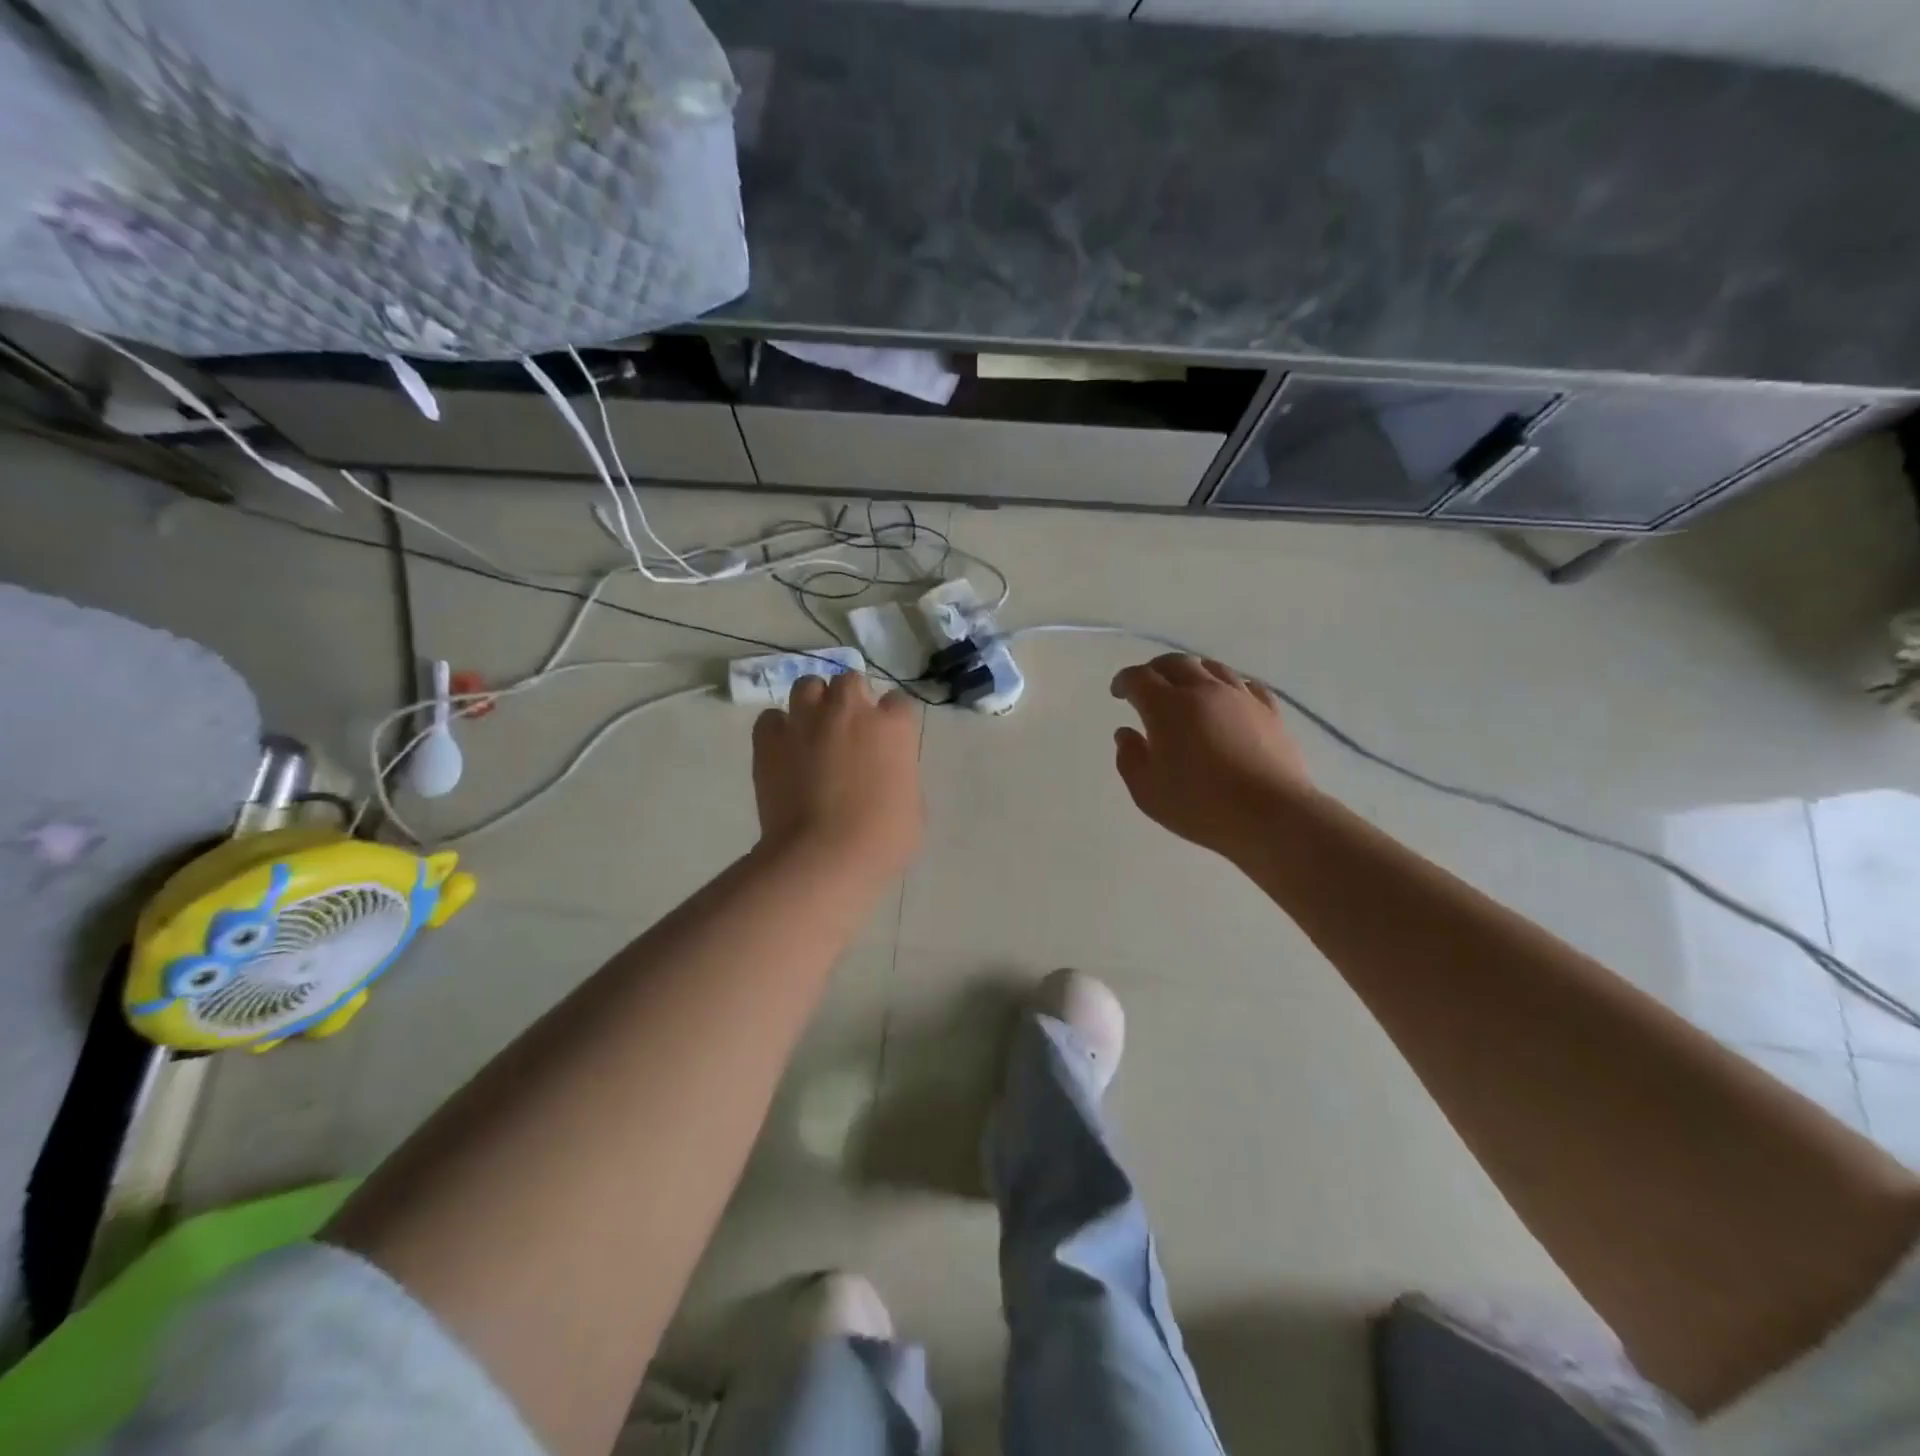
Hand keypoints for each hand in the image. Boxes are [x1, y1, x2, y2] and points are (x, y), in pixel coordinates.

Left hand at [752, 672, 923, 876]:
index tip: (888, 740)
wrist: (823, 857)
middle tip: (848, 731)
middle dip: (851, 700)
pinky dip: (777, 729)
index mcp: (893, 727)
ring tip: (812, 729)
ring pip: (808, 685)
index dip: (892, 720)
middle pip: (850, 681)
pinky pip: (771, 718)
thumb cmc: (881, 840)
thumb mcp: (912, 807)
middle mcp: (850, 711)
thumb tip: (885, 773)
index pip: (898, 702)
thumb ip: (900, 776)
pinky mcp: (770, 739)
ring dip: (813, 702)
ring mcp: (806, 720)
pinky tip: (783, 750)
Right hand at [1111, 654, 1316, 858]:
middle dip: (1155, 669)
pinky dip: (1228, 686)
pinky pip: (1246, 685)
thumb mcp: (1147, 791)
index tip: (1118, 693)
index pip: (1139, 678)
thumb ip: (1130, 757)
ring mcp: (1240, 697)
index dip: (1124, 681)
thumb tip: (1126, 733)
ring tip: (1186, 688)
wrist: (1271, 815)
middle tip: (1148, 686)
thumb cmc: (1200, 805)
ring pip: (1212, 667)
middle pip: (1176, 663)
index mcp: (1167, 707)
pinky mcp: (1269, 711)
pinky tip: (1228, 699)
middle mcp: (1203, 690)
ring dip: (1192, 672)